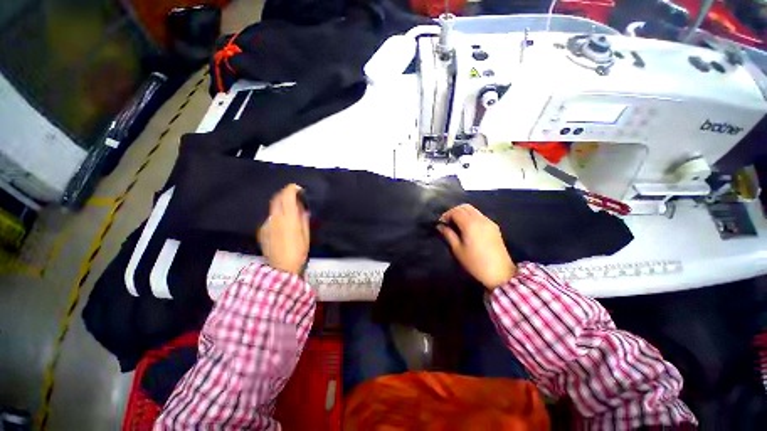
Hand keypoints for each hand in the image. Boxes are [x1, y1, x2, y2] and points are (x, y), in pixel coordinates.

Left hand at [258, 184, 309, 274]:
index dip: (292, 189)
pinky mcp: (262, 231)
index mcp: (288, 218)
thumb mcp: (306, 234)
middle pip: (277, 198)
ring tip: (289, 214)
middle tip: (293, 197)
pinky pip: (270, 218)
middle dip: (285, 194)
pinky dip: (276, 217)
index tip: (298, 189)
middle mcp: (275, 217)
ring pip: (273, 208)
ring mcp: (266, 224)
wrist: (282, 267)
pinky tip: (282, 226)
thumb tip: (302, 209)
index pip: (287, 196)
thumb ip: (303, 219)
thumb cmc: (299, 251)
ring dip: (281, 206)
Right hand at [437, 204, 515, 289]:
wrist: (500, 273)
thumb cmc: (475, 263)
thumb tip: (440, 226)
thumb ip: (448, 234)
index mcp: (470, 224)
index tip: (440, 223)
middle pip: (465, 207)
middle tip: (448, 222)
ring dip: (463, 213)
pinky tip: (468, 228)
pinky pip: (480, 216)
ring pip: (473, 210)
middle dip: (454, 211)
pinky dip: (471, 217)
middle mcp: (480, 219)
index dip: (446, 215)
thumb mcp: (457, 250)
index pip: (455, 211)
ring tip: (456, 225)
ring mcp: (489, 222)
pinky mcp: (494, 227)